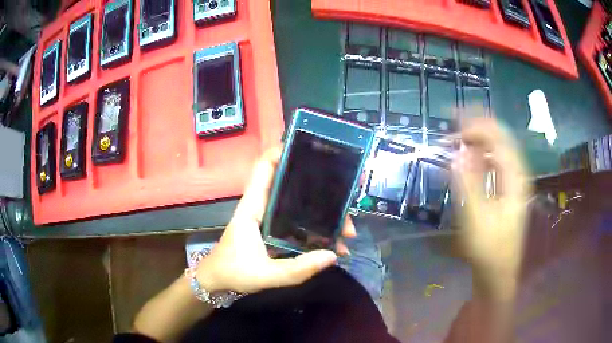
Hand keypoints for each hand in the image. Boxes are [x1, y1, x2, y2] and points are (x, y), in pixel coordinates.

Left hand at [196, 147, 356, 293]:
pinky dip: (317, 230)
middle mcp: (263, 207)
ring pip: (301, 206)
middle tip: (347, 204)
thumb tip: (332, 254)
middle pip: (293, 186)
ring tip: (347, 231)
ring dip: (324, 214)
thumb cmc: (232, 272)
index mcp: (253, 207)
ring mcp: (270, 220)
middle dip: (322, 191)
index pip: (264, 168)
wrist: (217, 282)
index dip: (283, 152)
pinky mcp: (275, 232)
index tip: (312, 150)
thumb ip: (297, 269)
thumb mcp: (265, 275)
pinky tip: (334, 245)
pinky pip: (300, 224)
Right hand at [452, 118, 531, 294]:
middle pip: (501, 138)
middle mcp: (517, 174)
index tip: (455, 121)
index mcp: (515, 178)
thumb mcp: (476, 217)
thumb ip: (468, 183)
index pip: (499, 138)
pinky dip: (481, 152)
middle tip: (455, 119)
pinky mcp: (506, 189)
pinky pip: (495, 161)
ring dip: (479, 138)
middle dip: (479, 125)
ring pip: (498, 148)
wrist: (498, 271)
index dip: (478, 125)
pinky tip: (470, 153)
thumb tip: (457, 152)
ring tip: (459, 133)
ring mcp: (513, 181)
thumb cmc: (489, 248)